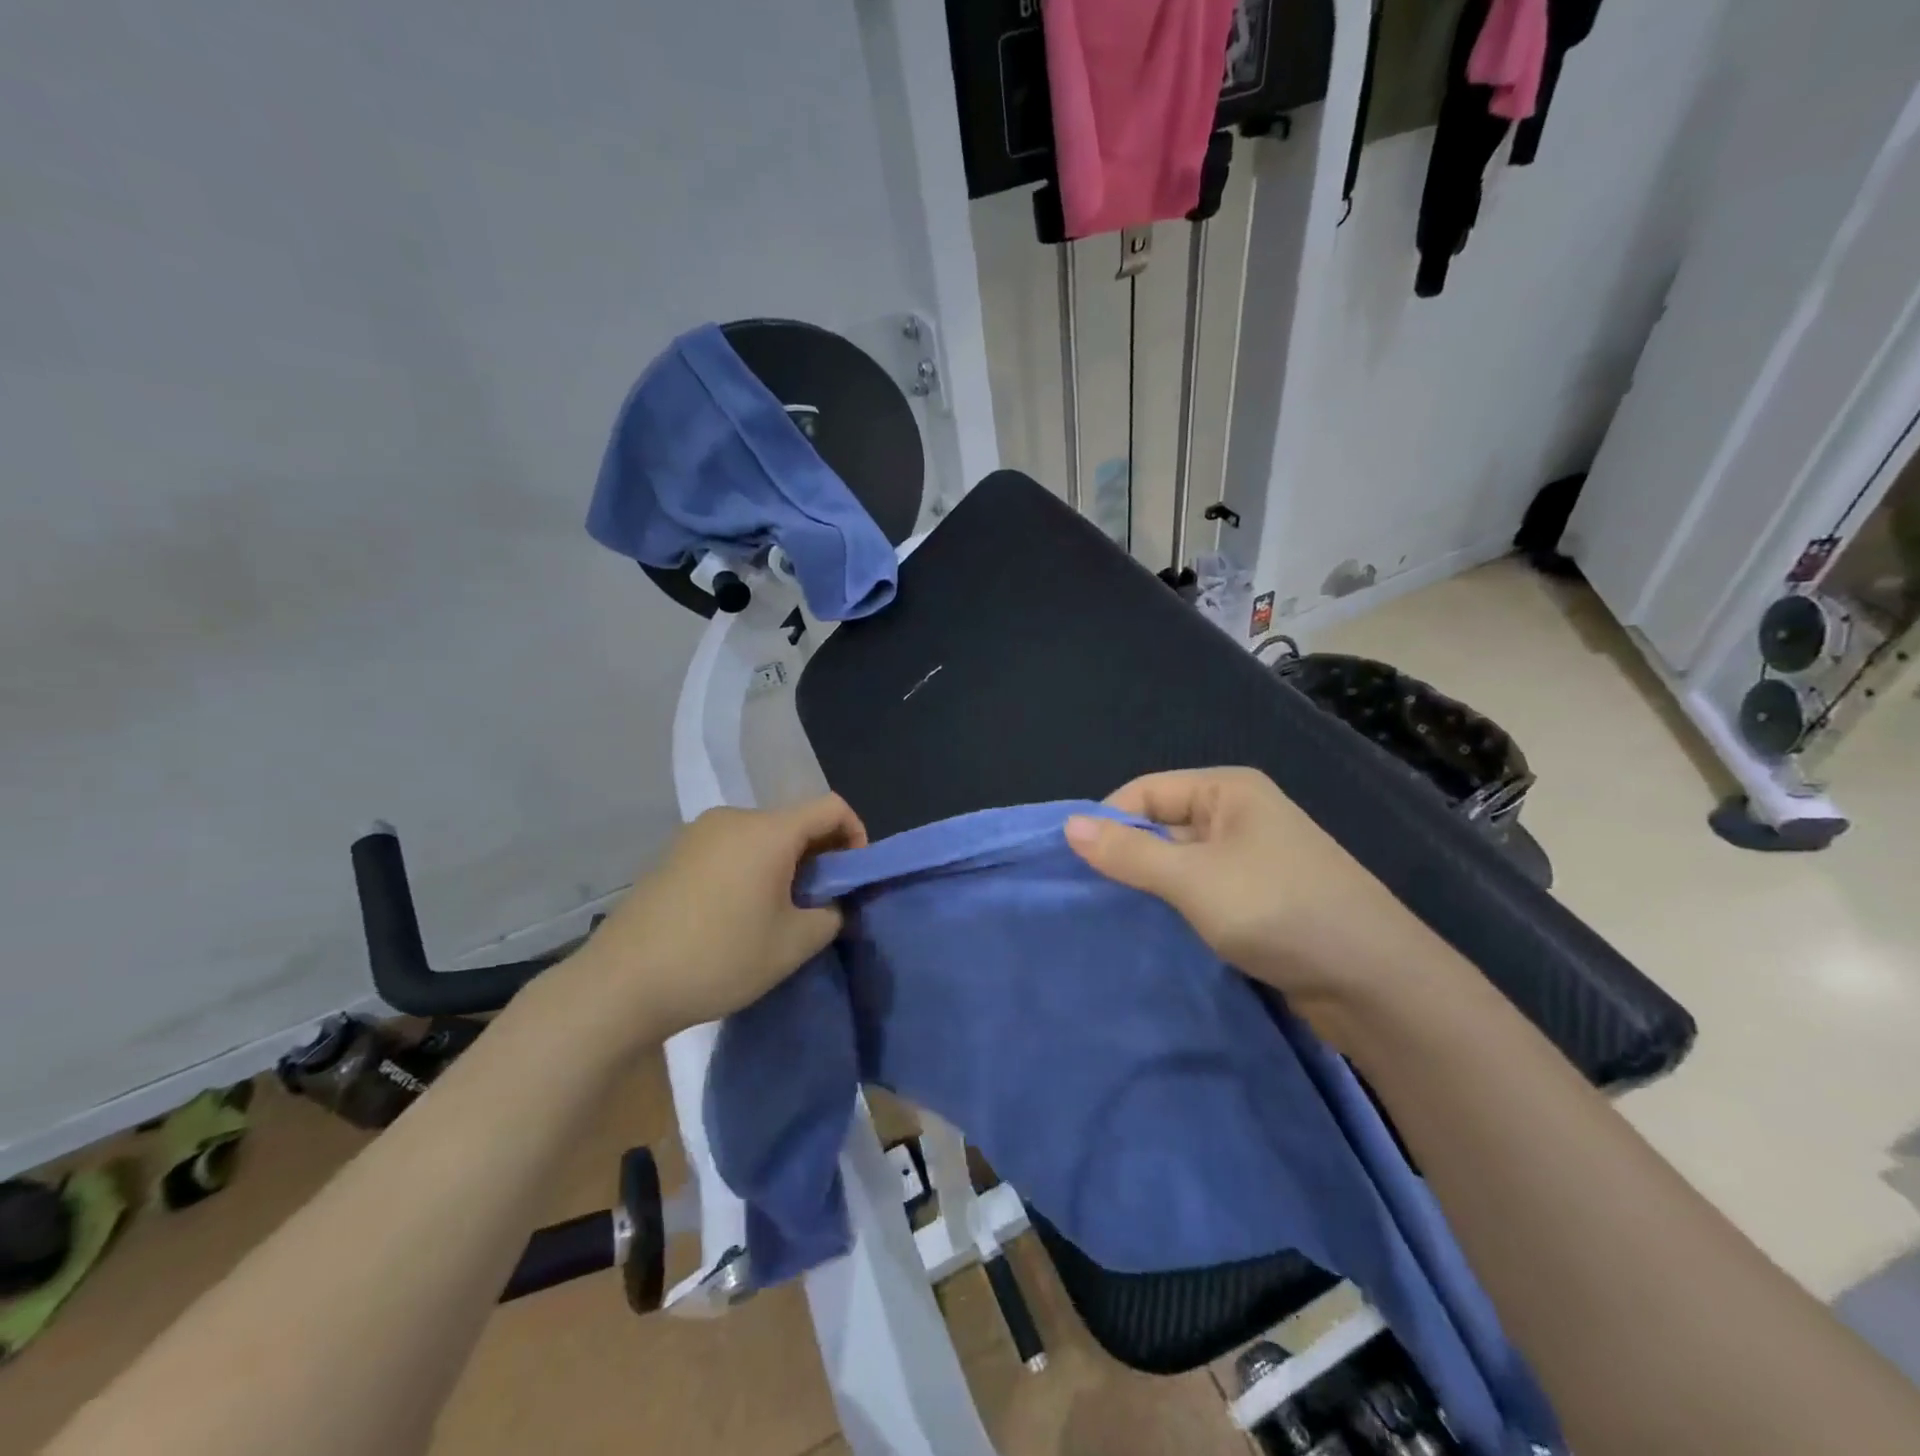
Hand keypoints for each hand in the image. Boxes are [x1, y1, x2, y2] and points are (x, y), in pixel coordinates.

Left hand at [578, 794, 866, 1037]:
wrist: (622, 983)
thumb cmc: (719, 957)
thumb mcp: (793, 944)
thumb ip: (829, 916)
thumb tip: (830, 905)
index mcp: (768, 830)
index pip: (831, 807)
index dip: (856, 835)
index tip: (853, 877)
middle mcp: (733, 818)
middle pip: (794, 821)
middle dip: (818, 856)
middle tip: (818, 903)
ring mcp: (697, 833)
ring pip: (760, 837)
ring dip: (782, 864)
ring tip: (777, 912)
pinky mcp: (672, 853)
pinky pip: (729, 848)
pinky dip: (749, 869)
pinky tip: (736, 913)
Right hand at [1063, 767, 1430, 1039]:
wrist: (1376, 985)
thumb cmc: (1278, 910)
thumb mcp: (1192, 878)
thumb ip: (1129, 853)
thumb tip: (1068, 825)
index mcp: (1228, 790)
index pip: (1145, 792)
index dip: (1108, 822)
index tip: (1073, 865)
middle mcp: (1239, 816)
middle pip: (1162, 826)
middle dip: (1126, 858)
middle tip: (1085, 897)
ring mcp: (1252, 861)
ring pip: (1179, 865)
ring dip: (1150, 889)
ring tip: (1111, 918)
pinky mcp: (1259, 901)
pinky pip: (1201, 894)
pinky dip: (1176, 909)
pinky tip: (1152, 933)